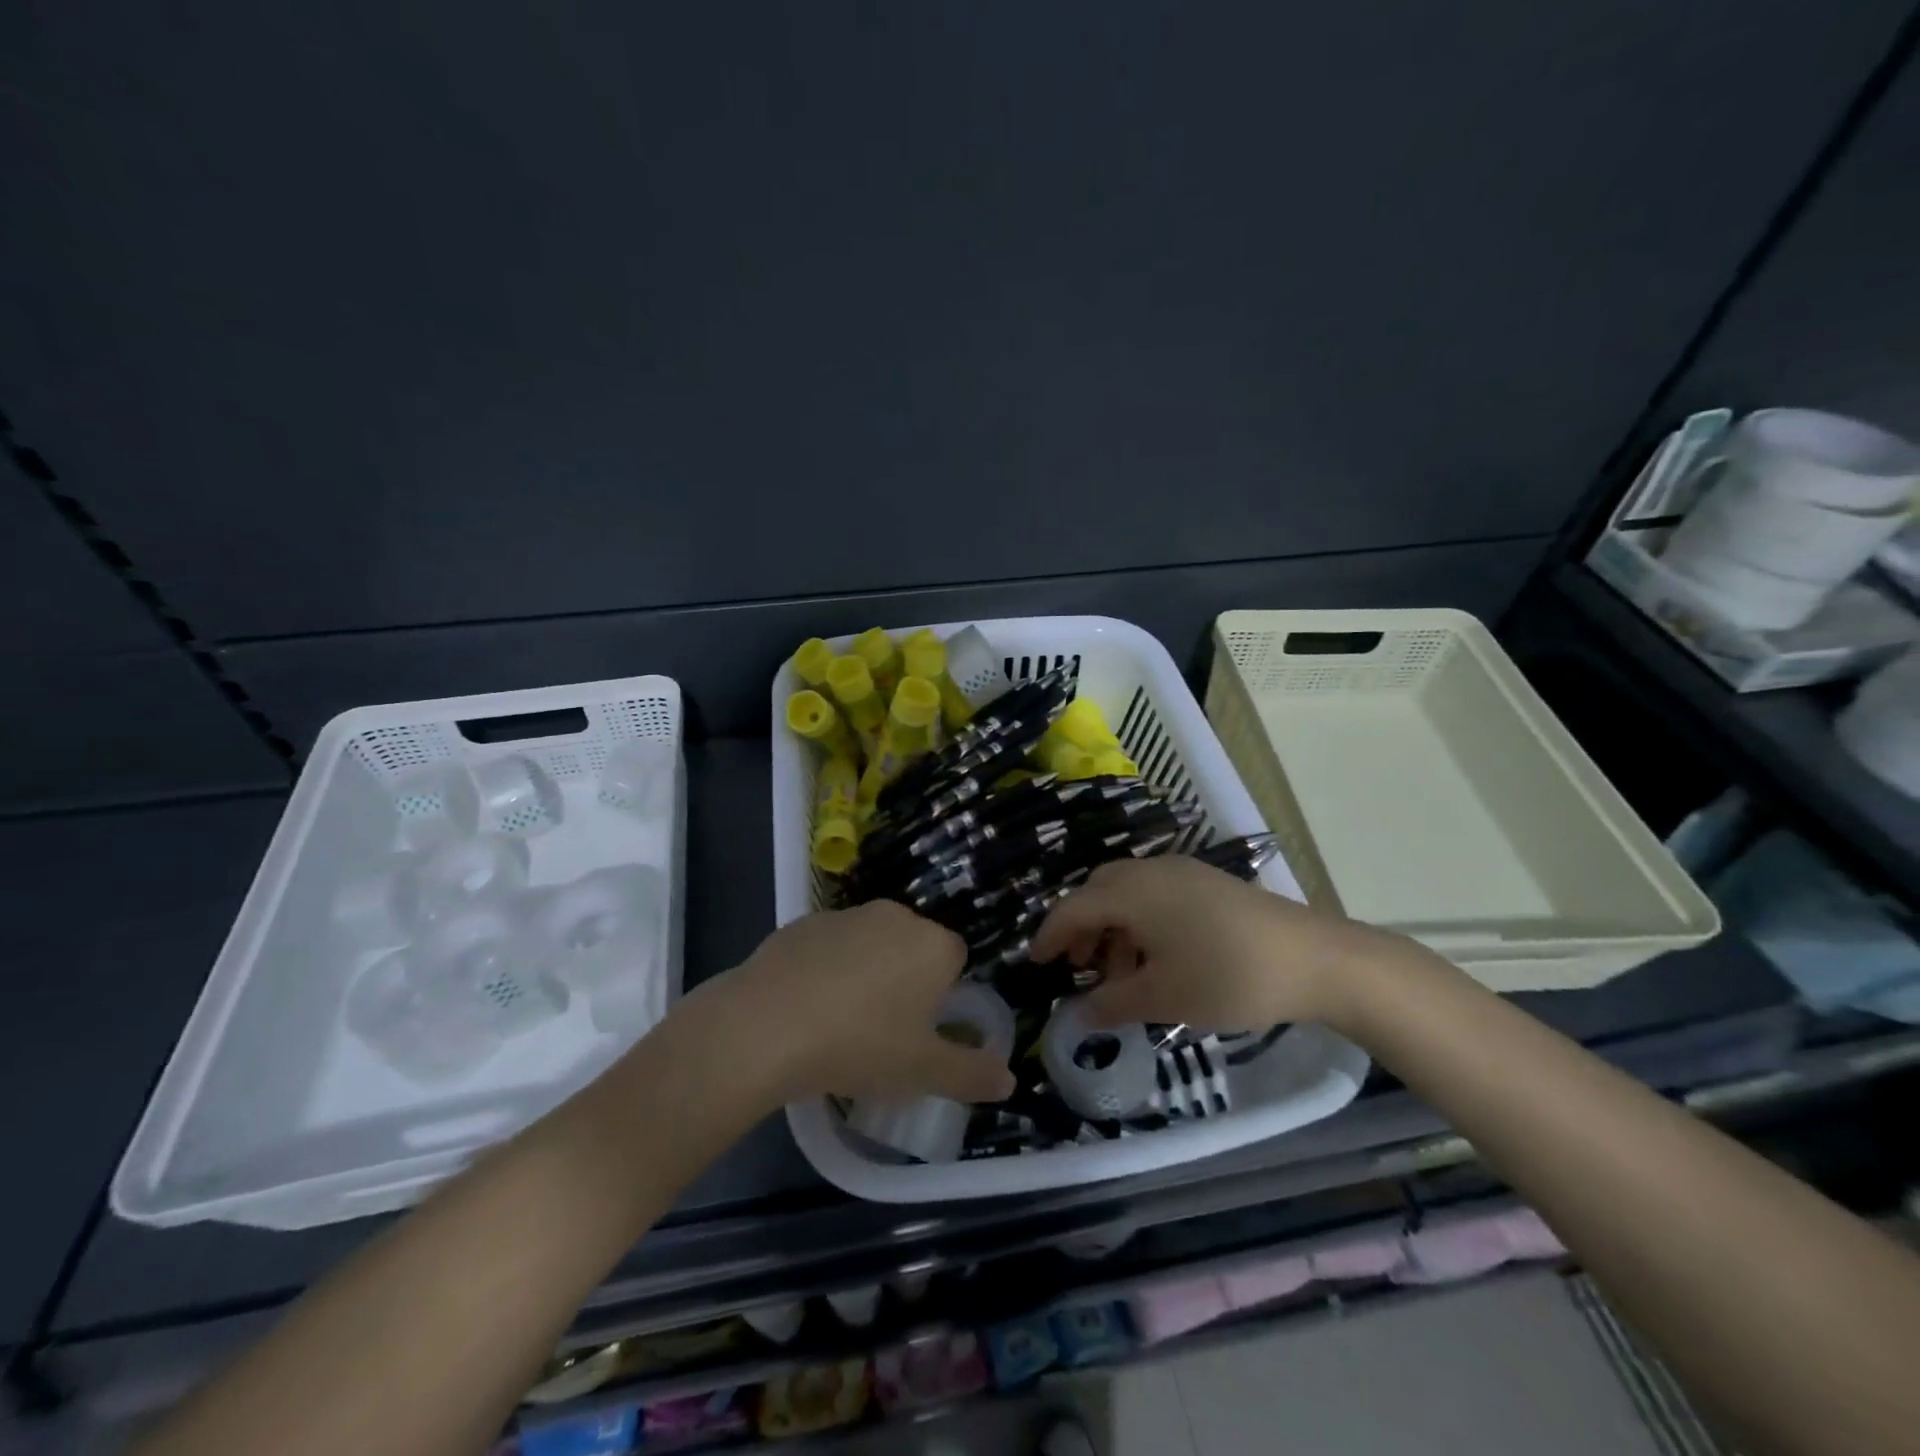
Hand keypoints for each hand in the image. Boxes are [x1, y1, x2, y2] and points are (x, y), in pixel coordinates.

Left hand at [691, 901, 1016, 1106]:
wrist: (766, 1026)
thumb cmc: (860, 1045)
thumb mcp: (922, 1072)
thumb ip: (971, 1074)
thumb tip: (1009, 1079)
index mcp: (932, 944)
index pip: (956, 960)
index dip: (943, 996)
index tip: (921, 1030)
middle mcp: (895, 916)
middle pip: (913, 948)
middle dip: (906, 981)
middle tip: (884, 1031)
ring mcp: (846, 915)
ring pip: (870, 944)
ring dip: (866, 973)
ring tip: (841, 1023)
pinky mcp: (803, 923)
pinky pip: (829, 946)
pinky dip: (826, 969)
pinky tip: (806, 1008)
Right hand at [1030, 855, 1401, 1031]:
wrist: (1315, 960)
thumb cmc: (1228, 977)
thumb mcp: (1163, 998)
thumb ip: (1113, 1003)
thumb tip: (1079, 1014)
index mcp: (1133, 892)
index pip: (1074, 908)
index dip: (1051, 936)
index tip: (1036, 964)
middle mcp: (1151, 871)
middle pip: (1099, 892)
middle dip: (1083, 929)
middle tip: (1082, 971)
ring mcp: (1183, 872)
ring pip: (1128, 893)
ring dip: (1114, 928)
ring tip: (1124, 975)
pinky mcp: (1208, 883)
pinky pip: (1156, 894)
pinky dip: (1141, 922)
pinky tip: (1159, 959)